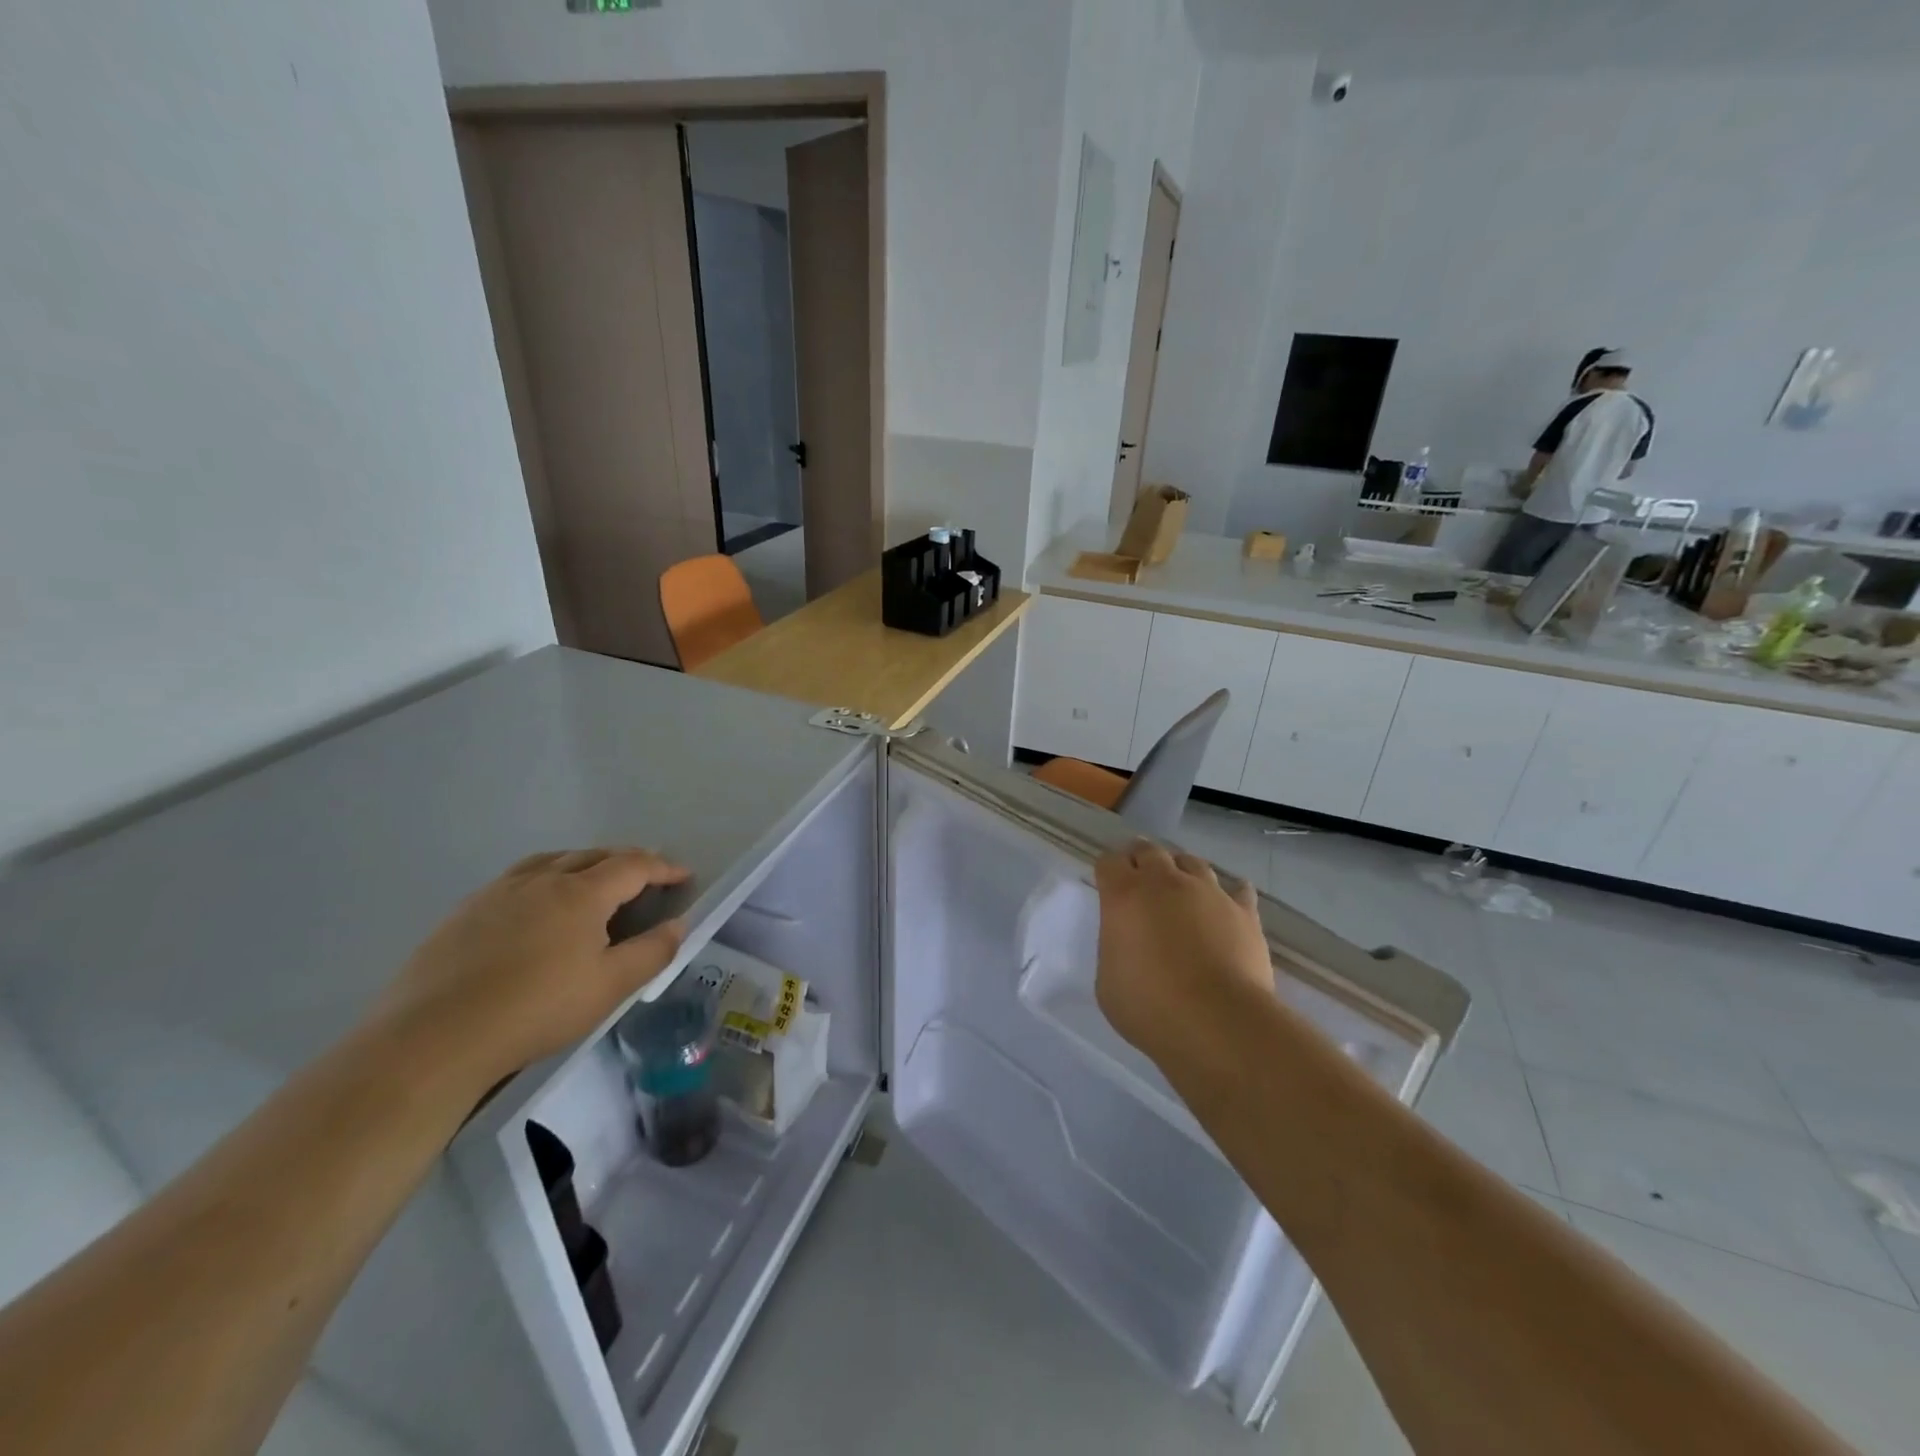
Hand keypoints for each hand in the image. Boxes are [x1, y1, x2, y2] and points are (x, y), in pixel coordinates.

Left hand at [373, 849, 690, 1086]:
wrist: (433, 1038)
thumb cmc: (535, 1010)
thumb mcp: (609, 987)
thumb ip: (652, 952)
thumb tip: (679, 924)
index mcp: (581, 893)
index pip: (633, 866)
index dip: (663, 868)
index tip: (683, 876)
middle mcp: (542, 879)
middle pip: (593, 856)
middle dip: (626, 860)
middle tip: (646, 877)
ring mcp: (498, 892)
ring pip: (552, 861)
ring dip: (583, 863)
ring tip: (594, 880)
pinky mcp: (466, 911)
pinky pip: (518, 878)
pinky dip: (545, 877)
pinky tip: (538, 905)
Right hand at [1094, 840, 1273, 1068]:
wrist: (1218, 1021)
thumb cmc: (1150, 1007)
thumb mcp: (1107, 982)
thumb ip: (1115, 949)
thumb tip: (1128, 943)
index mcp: (1124, 895)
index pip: (1109, 862)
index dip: (1108, 871)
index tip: (1108, 886)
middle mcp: (1165, 882)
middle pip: (1149, 851)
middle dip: (1141, 860)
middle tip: (1140, 880)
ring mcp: (1208, 892)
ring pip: (1192, 862)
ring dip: (1181, 871)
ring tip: (1181, 891)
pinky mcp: (1243, 911)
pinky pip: (1237, 889)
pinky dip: (1229, 893)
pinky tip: (1227, 905)